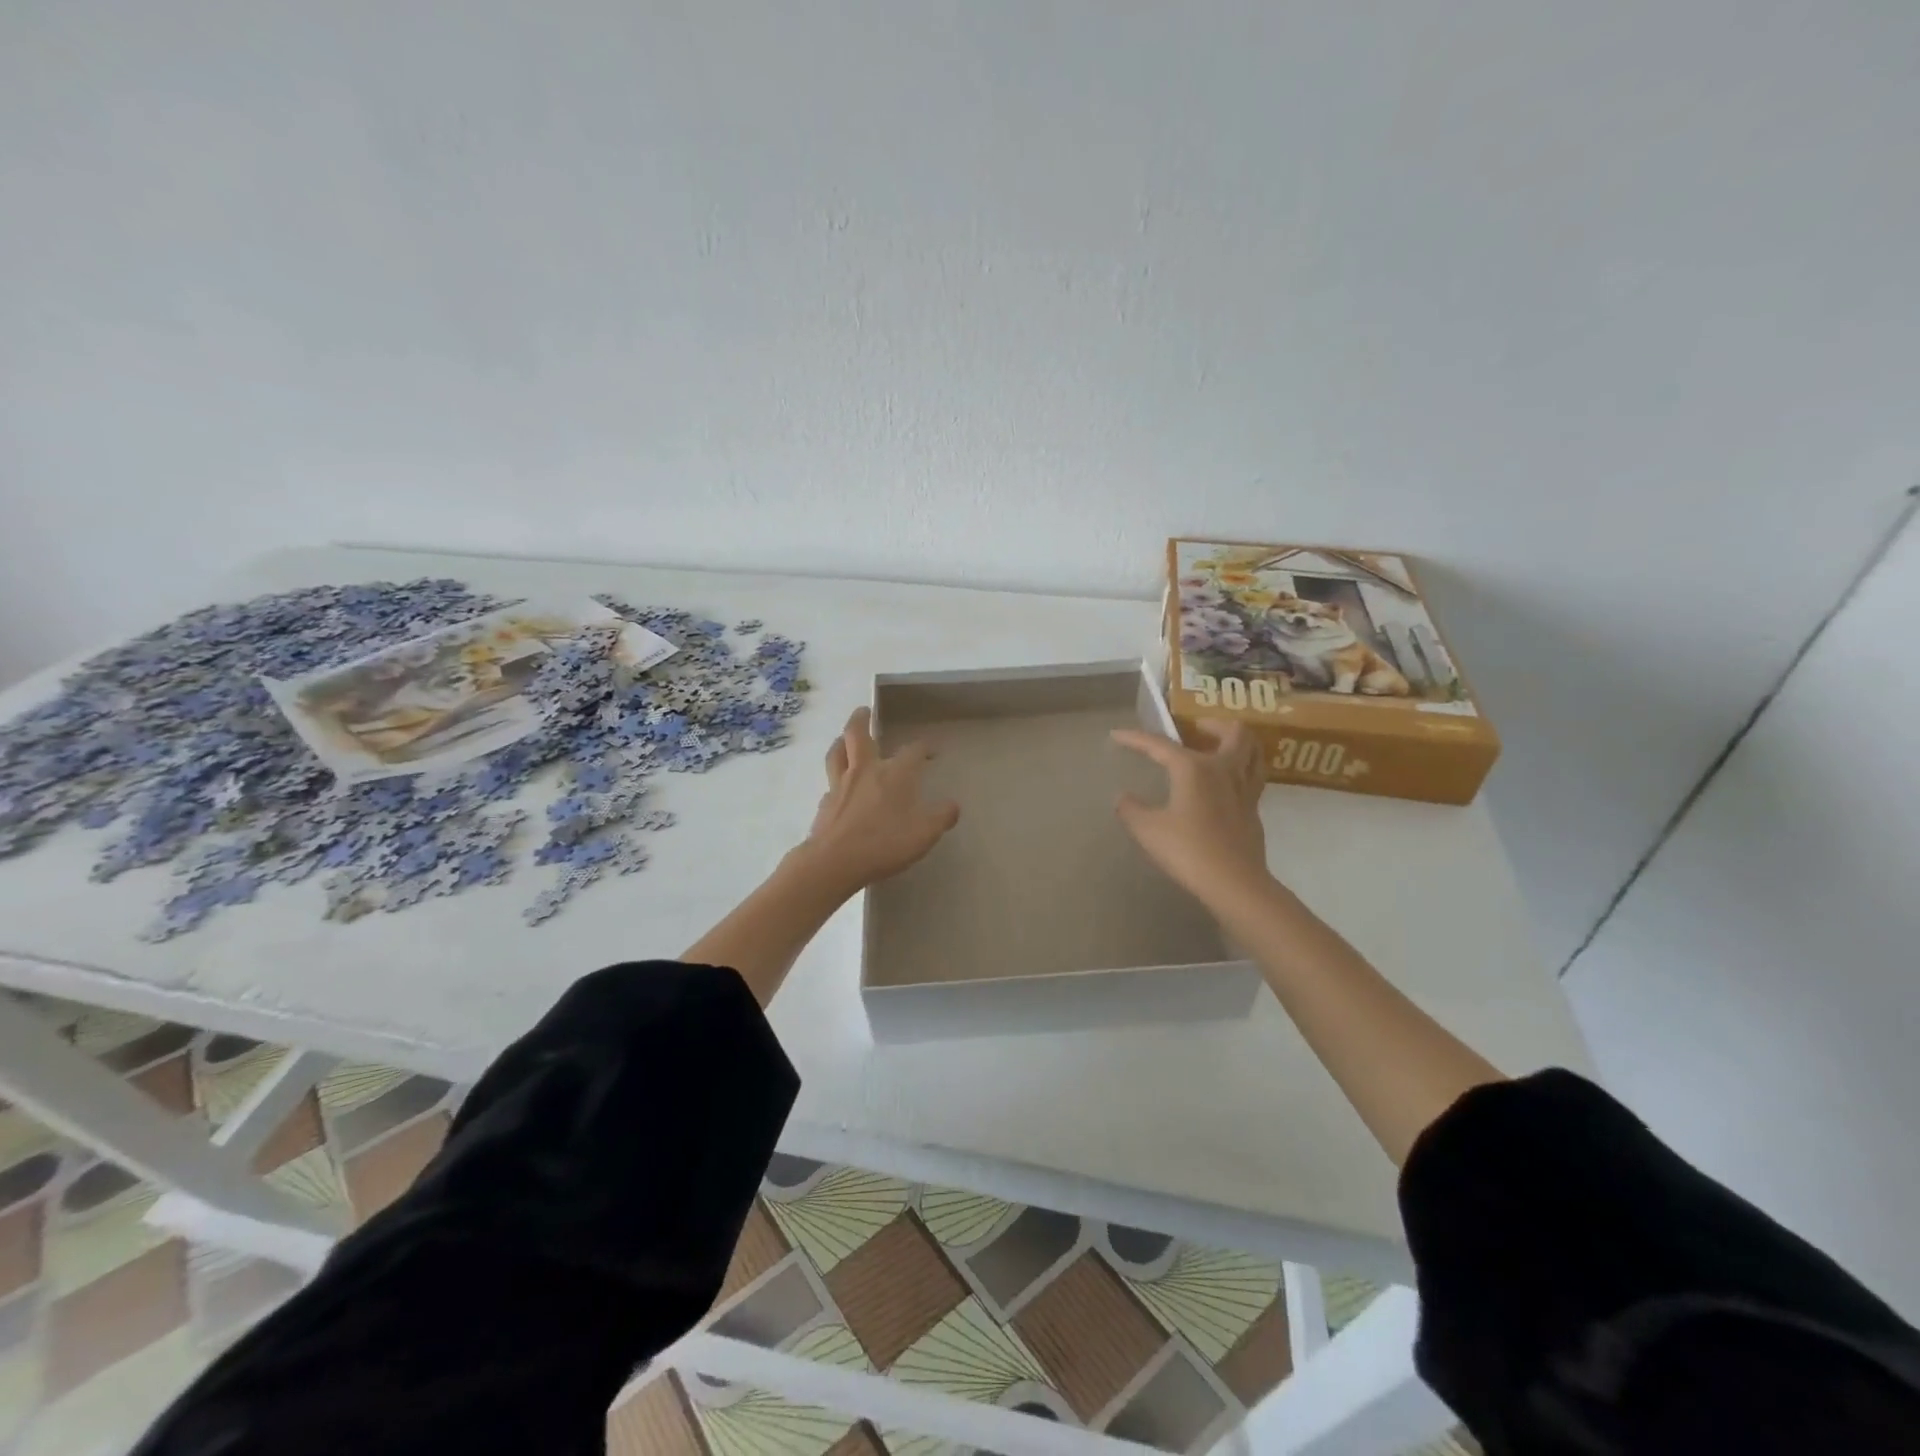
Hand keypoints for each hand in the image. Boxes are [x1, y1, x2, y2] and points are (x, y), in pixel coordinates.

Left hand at [801, 707, 960, 893]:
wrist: (835, 861)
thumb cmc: (885, 843)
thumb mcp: (925, 834)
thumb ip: (941, 817)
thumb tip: (953, 805)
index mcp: (895, 773)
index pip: (913, 751)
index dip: (924, 748)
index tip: (930, 750)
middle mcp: (865, 770)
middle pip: (859, 734)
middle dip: (862, 718)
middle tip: (865, 710)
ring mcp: (840, 784)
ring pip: (837, 752)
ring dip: (842, 740)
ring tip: (845, 737)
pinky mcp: (825, 802)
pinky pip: (830, 781)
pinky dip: (835, 776)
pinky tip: (838, 785)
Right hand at [1110, 719, 1269, 908]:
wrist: (1234, 883)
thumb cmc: (1188, 850)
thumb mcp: (1148, 830)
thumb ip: (1131, 810)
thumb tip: (1123, 798)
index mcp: (1194, 767)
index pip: (1160, 745)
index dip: (1136, 738)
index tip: (1117, 734)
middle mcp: (1224, 769)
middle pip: (1234, 732)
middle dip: (1215, 724)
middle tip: (1197, 728)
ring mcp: (1245, 790)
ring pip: (1253, 752)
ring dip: (1237, 743)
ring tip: (1219, 748)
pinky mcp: (1254, 811)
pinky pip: (1253, 777)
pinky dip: (1241, 770)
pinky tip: (1226, 784)